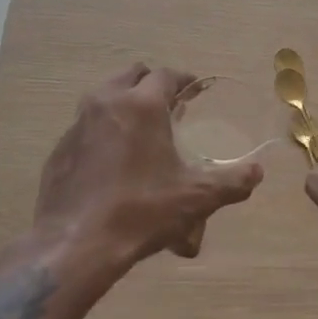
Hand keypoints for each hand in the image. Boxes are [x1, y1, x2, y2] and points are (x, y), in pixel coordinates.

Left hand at [33, 64, 263, 290]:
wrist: (75, 244)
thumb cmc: (141, 212)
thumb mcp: (195, 198)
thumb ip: (232, 182)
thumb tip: (257, 172)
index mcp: (141, 105)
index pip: (166, 75)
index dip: (184, 80)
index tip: (195, 91)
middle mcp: (106, 103)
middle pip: (131, 75)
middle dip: (152, 83)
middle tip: (170, 106)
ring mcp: (77, 124)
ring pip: (104, 96)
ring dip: (125, 102)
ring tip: (142, 129)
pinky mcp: (60, 148)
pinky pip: (86, 125)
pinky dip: (103, 129)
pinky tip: (113, 159)